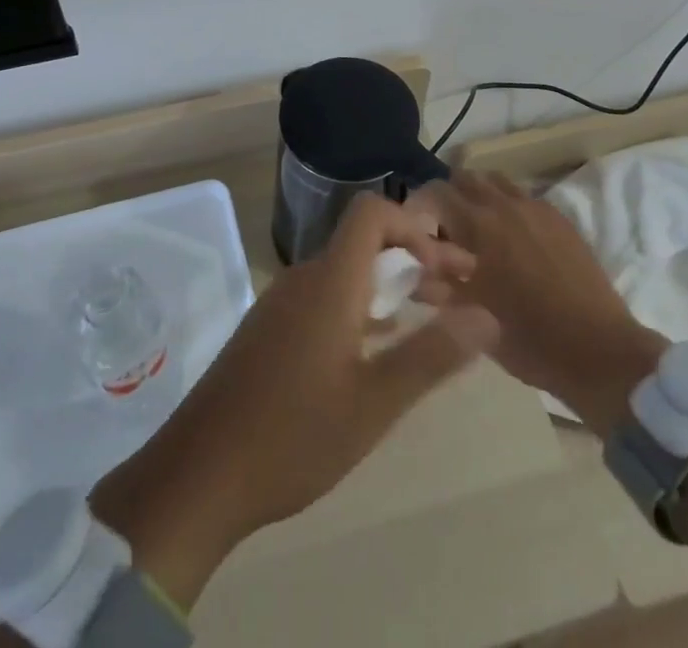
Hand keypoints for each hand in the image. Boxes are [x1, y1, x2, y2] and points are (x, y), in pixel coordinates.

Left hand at [90, 193, 496, 609]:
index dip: (413, 225)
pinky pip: (325, 297)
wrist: (200, 473)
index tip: (448, 267)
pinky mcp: (270, 330)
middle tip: (461, 293)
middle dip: (415, 259)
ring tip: (431, 319)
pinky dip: (361, 306)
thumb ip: (431, 355)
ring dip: (390, 285)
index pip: (371, 213)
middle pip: (364, 243)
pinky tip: (379, 346)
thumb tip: (487, 316)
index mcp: (329, 281)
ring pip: (346, 272)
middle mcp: (304, 279)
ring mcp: (282, 304)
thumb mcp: (374, 403)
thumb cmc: (293, 436)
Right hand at [415, 171, 666, 429]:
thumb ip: (437, 288)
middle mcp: (505, 205)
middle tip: (444, 229)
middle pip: (466, 177)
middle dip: (449, 196)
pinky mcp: (561, 219)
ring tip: (477, 229)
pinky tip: (512, 239)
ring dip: (480, 197)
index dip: (419, 205)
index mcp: (478, 225)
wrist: (600, 352)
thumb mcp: (472, 319)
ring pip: (496, 182)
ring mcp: (537, 208)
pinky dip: (508, 207)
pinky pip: (524, 197)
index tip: (415, 228)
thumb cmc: (529, 339)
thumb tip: (413, 273)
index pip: (435, 192)